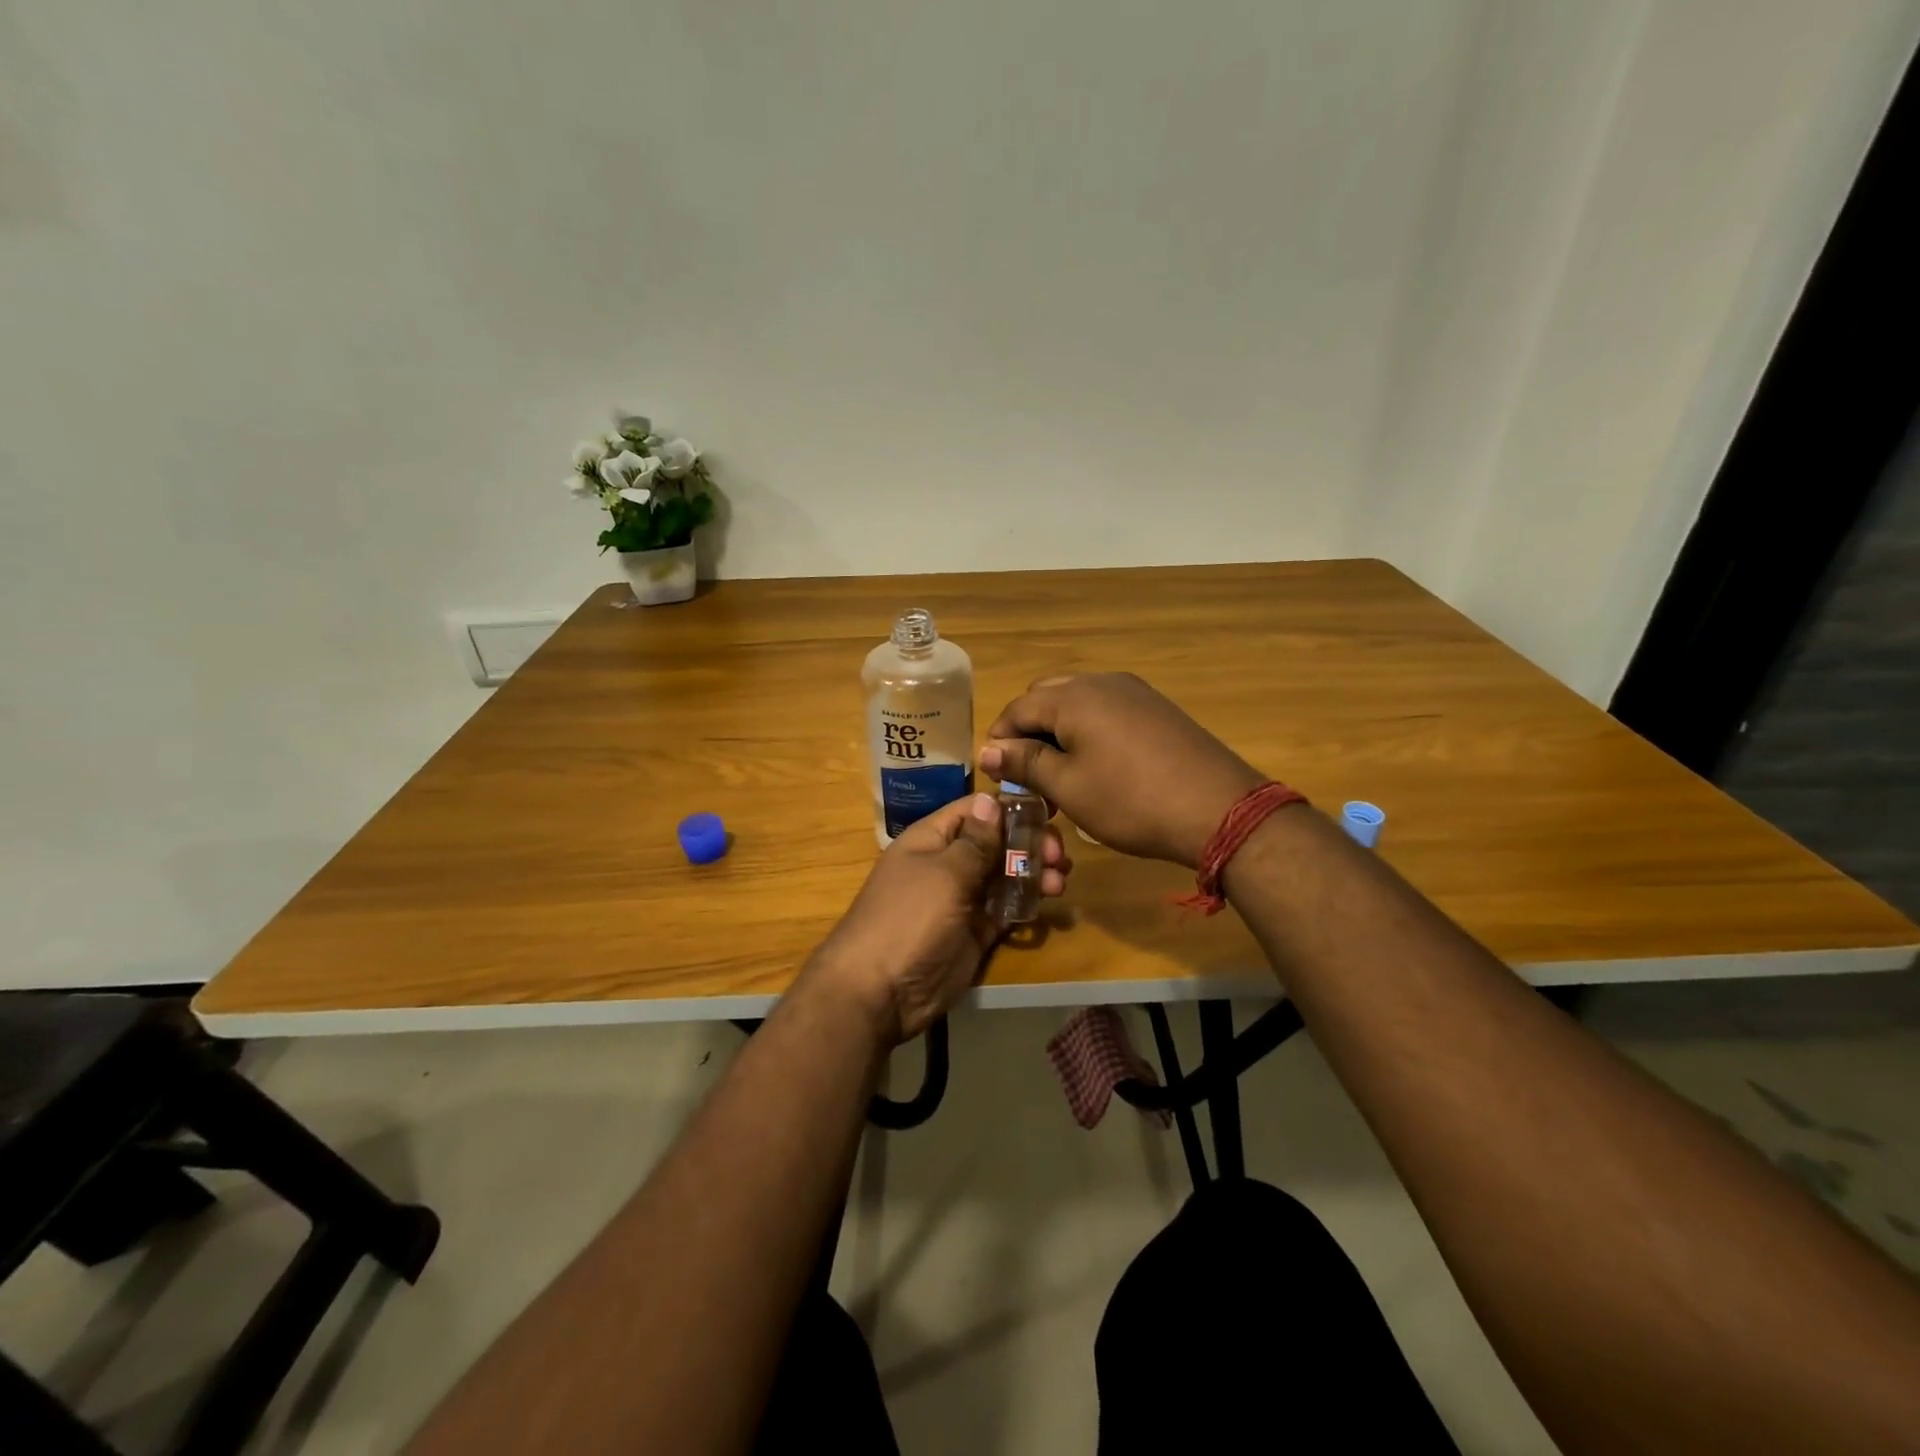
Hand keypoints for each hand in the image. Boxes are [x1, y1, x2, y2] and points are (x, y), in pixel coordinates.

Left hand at [808, 792, 1070, 1044]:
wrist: (881, 992)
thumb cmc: (909, 918)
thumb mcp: (944, 873)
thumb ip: (975, 841)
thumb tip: (990, 798)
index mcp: (932, 839)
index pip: (976, 811)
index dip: (1011, 807)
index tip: (1051, 811)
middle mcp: (948, 864)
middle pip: (996, 843)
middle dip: (1029, 843)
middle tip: (1060, 855)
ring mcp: (962, 899)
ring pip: (1004, 876)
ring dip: (1033, 873)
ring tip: (1060, 880)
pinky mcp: (974, 932)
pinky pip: (1005, 909)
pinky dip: (1026, 902)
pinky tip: (1047, 900)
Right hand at [980, 673, 1264, 868]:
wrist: (1219, 809)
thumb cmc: (1131, 800)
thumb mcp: (1068, 786)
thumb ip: (1025, 762)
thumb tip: (988, 749)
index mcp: (1074, 696)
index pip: (1018, 708)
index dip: (1000, 740)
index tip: (996, 775)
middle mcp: (1102, 682)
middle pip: (1046, 698)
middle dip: (1029, 733)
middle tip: (1028, 776)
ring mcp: (1135, 692)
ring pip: (1078, 704)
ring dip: (1059, 733)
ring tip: (1060, 777)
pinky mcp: (1157, 709)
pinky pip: (1107, 711)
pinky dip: (1088, 733)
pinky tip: (1097, 768)